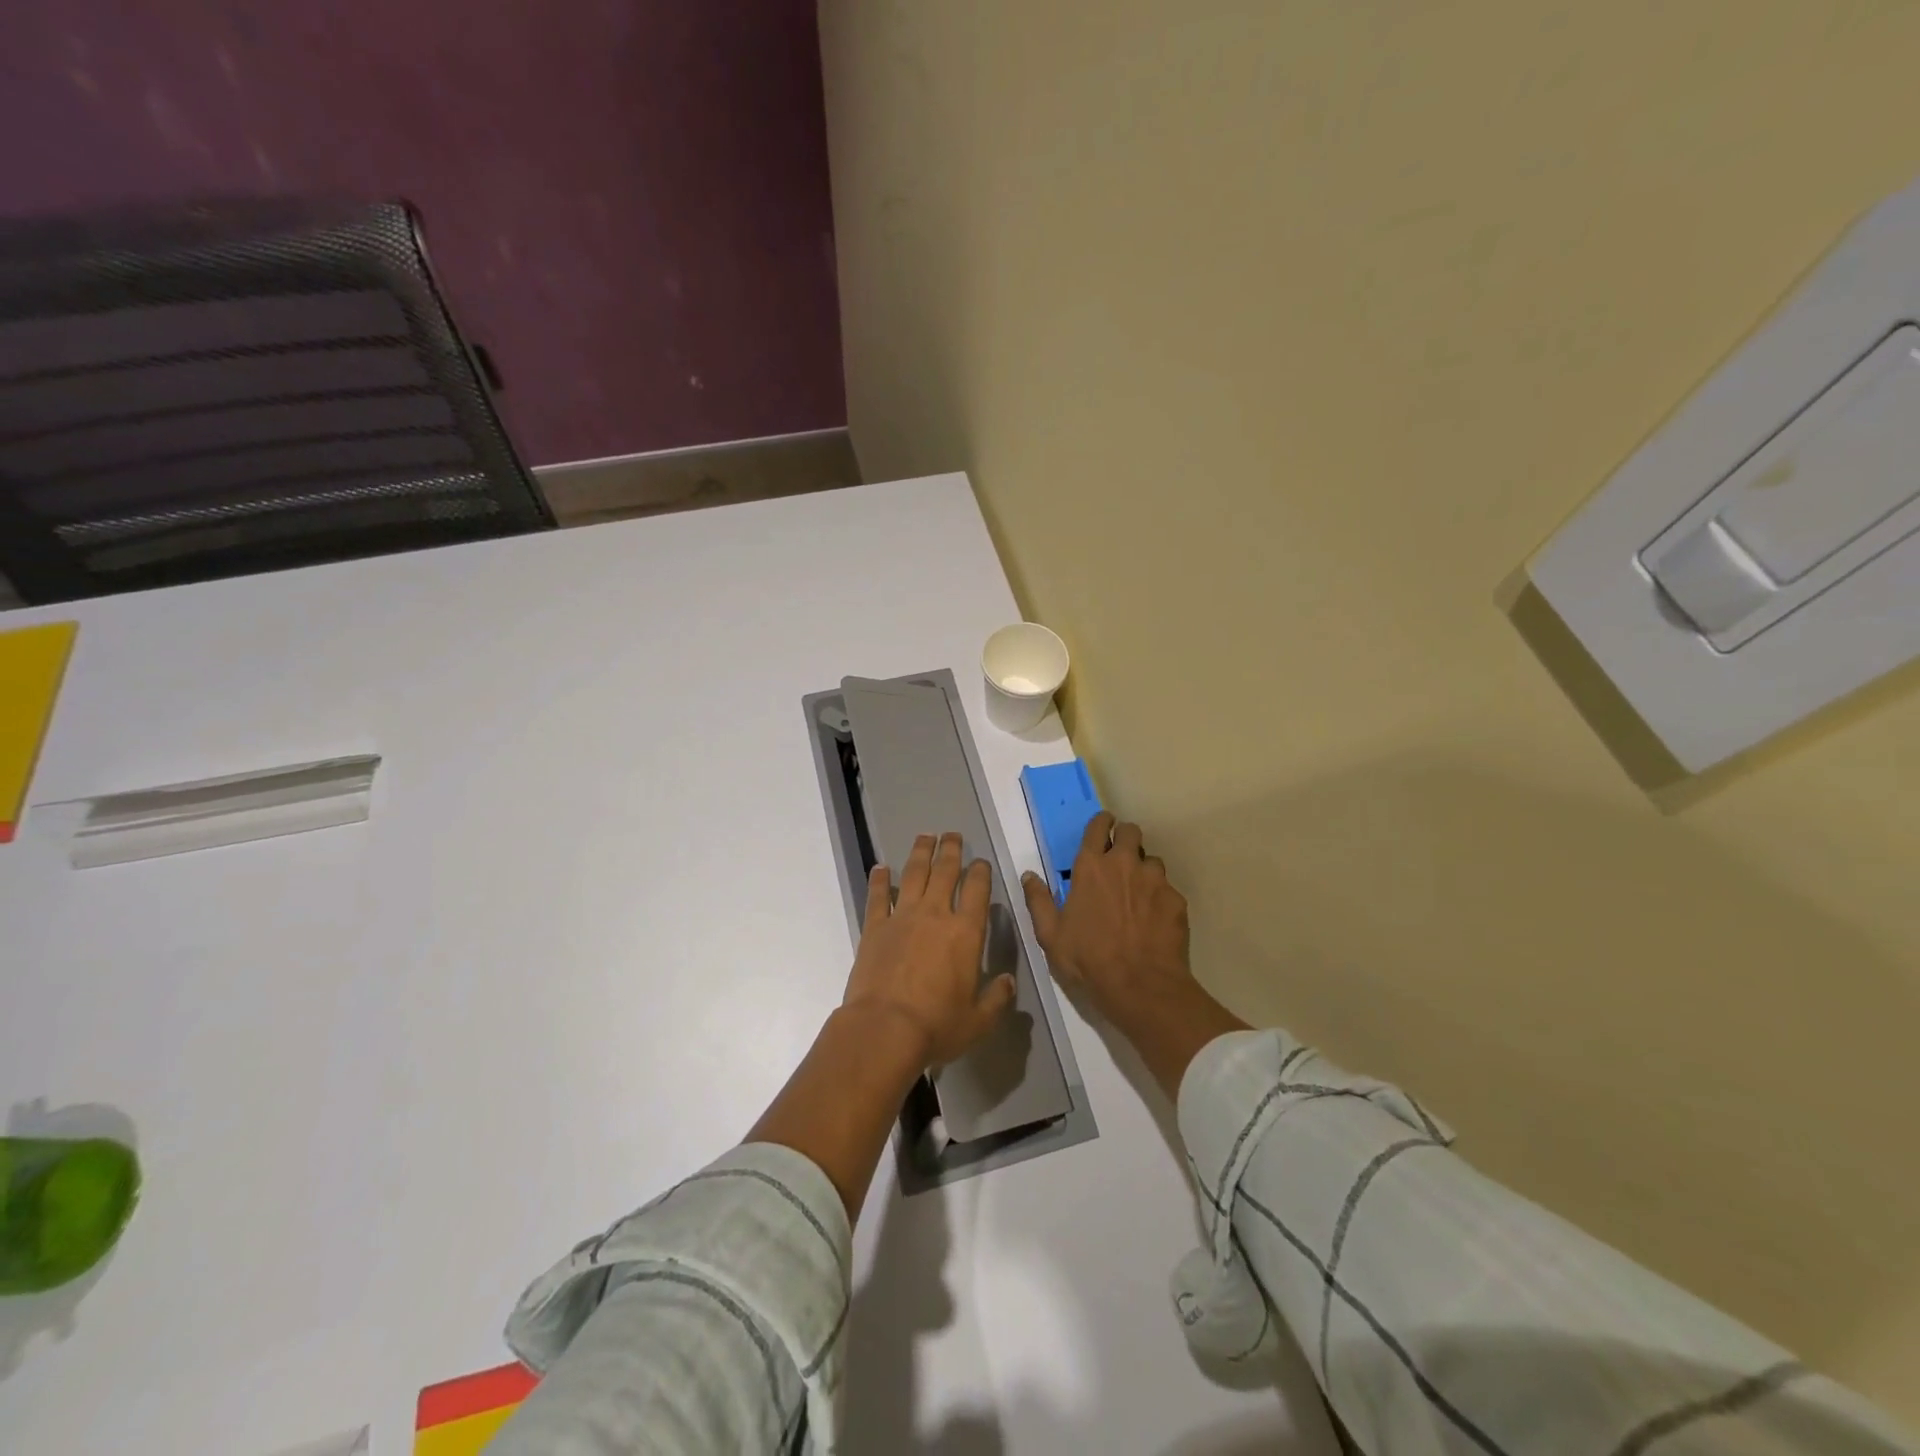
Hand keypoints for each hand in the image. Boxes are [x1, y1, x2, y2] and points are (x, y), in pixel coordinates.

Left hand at [843, 832, 1016, 1068]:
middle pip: (945, 872)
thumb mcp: (978, 1021)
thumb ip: (996, 999)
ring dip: (921, 853)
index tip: (981, 862)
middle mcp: (935, 915)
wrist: (884, 1029)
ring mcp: (902, 917)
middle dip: (951, 850)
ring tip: (925, 837)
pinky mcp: (874, 928)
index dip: (980, 872)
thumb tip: (1008, 983)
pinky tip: (881, 868)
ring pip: (913, 874)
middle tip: (953, 835)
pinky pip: (877, 896)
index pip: (977, 890)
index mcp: (965, 933)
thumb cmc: (937, 1025)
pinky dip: (879, 880)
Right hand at [1021, 812, 1195, 1022]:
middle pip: (1131, 832)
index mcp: (1091, 867)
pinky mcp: (1176, 900)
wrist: (1140, 986)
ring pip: (1152, 860)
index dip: (1101, 822)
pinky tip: (1154, 920)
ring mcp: (1154, 880)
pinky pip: (1167, 889)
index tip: (1103, 826)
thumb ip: (1038, 901)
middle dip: (1125, 838)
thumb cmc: (1087, 959)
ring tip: (1138, 894)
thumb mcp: (1050, 935)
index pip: (1098, 826)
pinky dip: (1160, 898)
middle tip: (1119, 859)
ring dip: (1143, 870)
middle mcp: (1124, 863)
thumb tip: (1028, 875)